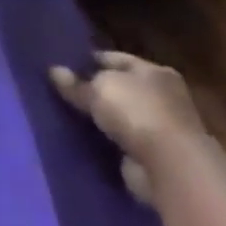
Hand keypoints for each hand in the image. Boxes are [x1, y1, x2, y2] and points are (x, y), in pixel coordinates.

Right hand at [49, 50, 204, 202]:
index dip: (90, 59)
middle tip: (63, 89)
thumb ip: (75, 82)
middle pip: (122, 87)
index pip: (117, 58)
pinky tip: (85, 138)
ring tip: (68, 114)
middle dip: (96, 89)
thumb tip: (55, 71)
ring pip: (123, 115)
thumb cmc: (137, 112)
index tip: (65, 63)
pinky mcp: (157, 155)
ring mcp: (163, 127)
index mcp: (155, 72)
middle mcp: (164, 96)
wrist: (171, 167)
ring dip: (103, 118)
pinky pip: (124, 140)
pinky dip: (108, 140)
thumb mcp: (97, 89)